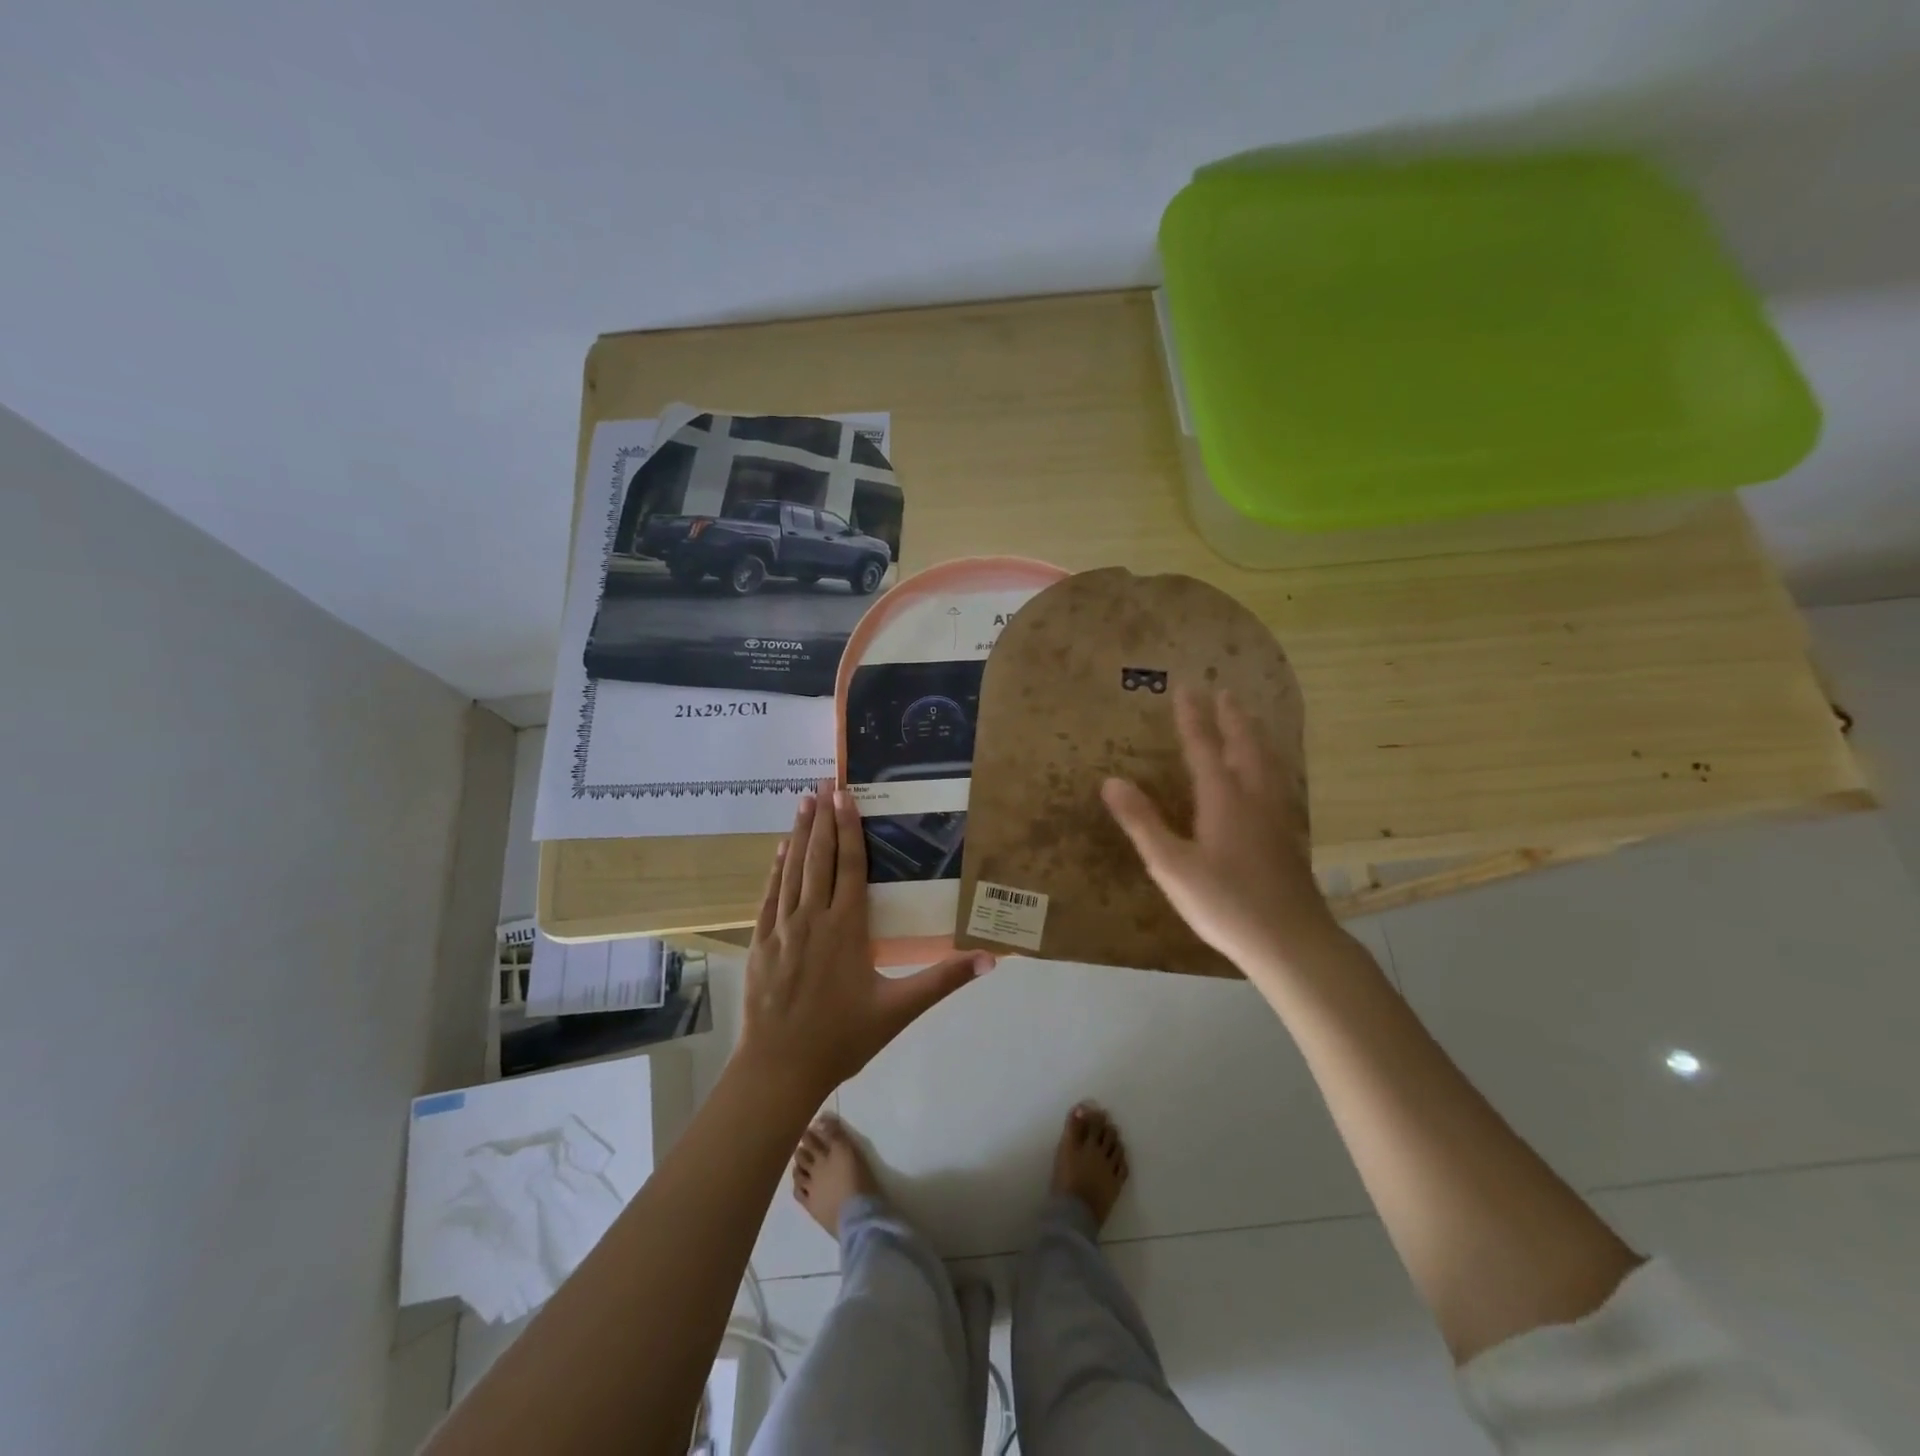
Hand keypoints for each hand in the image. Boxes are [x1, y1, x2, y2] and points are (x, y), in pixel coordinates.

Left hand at [737, 781, 993, 1100]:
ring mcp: (782, 928)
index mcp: (847, 927)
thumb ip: (943, 980)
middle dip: (823, 818)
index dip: (849, 828)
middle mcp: (813, 917)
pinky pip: (769, 896)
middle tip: (824, 782)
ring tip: (803, 801)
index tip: (845, 795)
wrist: (779, 1068)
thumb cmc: (843, 1038)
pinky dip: (775, 870)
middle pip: (819, 858)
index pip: (850, 866)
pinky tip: (779, 850)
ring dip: (798, 834)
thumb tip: (991, 959)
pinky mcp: (761, 943)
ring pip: (793, 870)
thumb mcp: (899, 1010)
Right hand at [1101, 688, 1333, 983]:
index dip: (1193, 718)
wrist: (1291, 942)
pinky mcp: (1286, 839)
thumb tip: (1111, 781)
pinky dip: (1266, 764)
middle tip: (1225, 693)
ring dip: (1254, 737)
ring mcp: (1275, 818)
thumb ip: (1142, 822)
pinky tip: (1266, 780)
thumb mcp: (1171, 865)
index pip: (1204, 748)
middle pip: (1244, 747)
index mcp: (1224, 799)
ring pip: (1266, 764)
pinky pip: (1275, 783)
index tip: (1187, 688)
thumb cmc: (1225, 903)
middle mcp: (1253, 799)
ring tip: (1249, 723)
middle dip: (1232, 719)